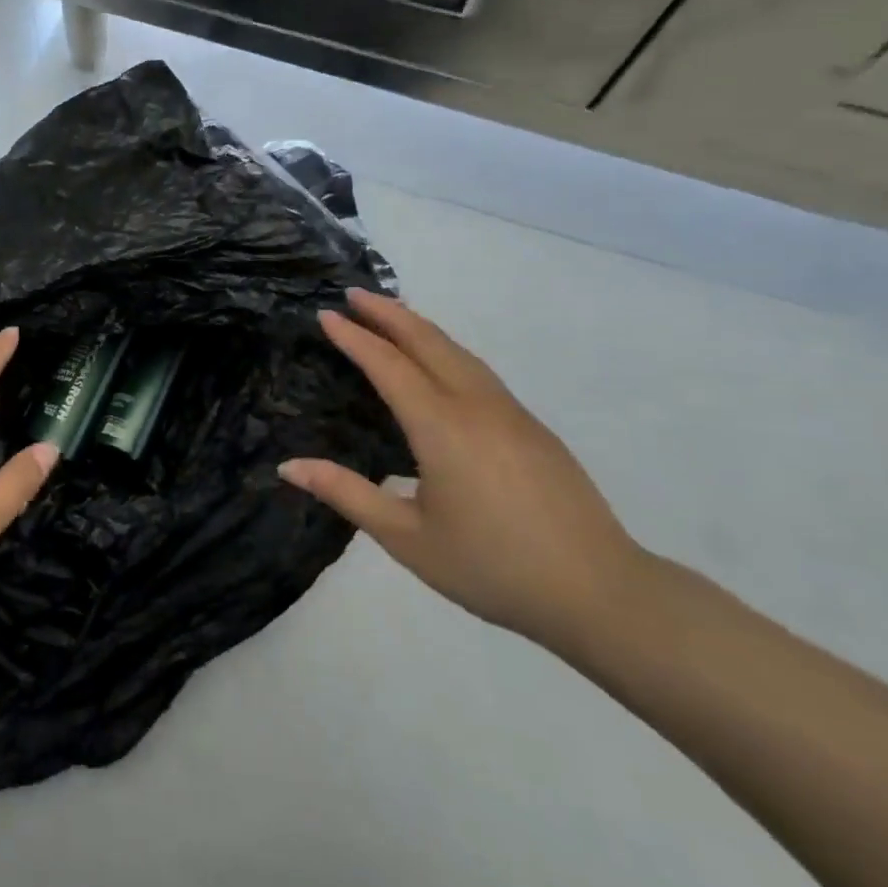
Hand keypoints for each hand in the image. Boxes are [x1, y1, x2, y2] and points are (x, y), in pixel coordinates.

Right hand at [280, 289, 644, 651]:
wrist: (599, 593)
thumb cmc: (491, 567)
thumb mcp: (406, 537)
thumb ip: (346, 494)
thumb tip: (288, 466)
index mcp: (442, 428)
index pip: (389, 365)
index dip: (355, 337)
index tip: (326, 313)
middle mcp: (476, 406)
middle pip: (428, 342)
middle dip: (388, 313)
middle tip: (353, 293)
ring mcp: (511, 413)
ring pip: (459, 352)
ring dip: (420, 326)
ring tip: (390, 313)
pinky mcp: (532, 427)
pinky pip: (478, 371)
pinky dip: (446, 349)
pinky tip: (438, 361)